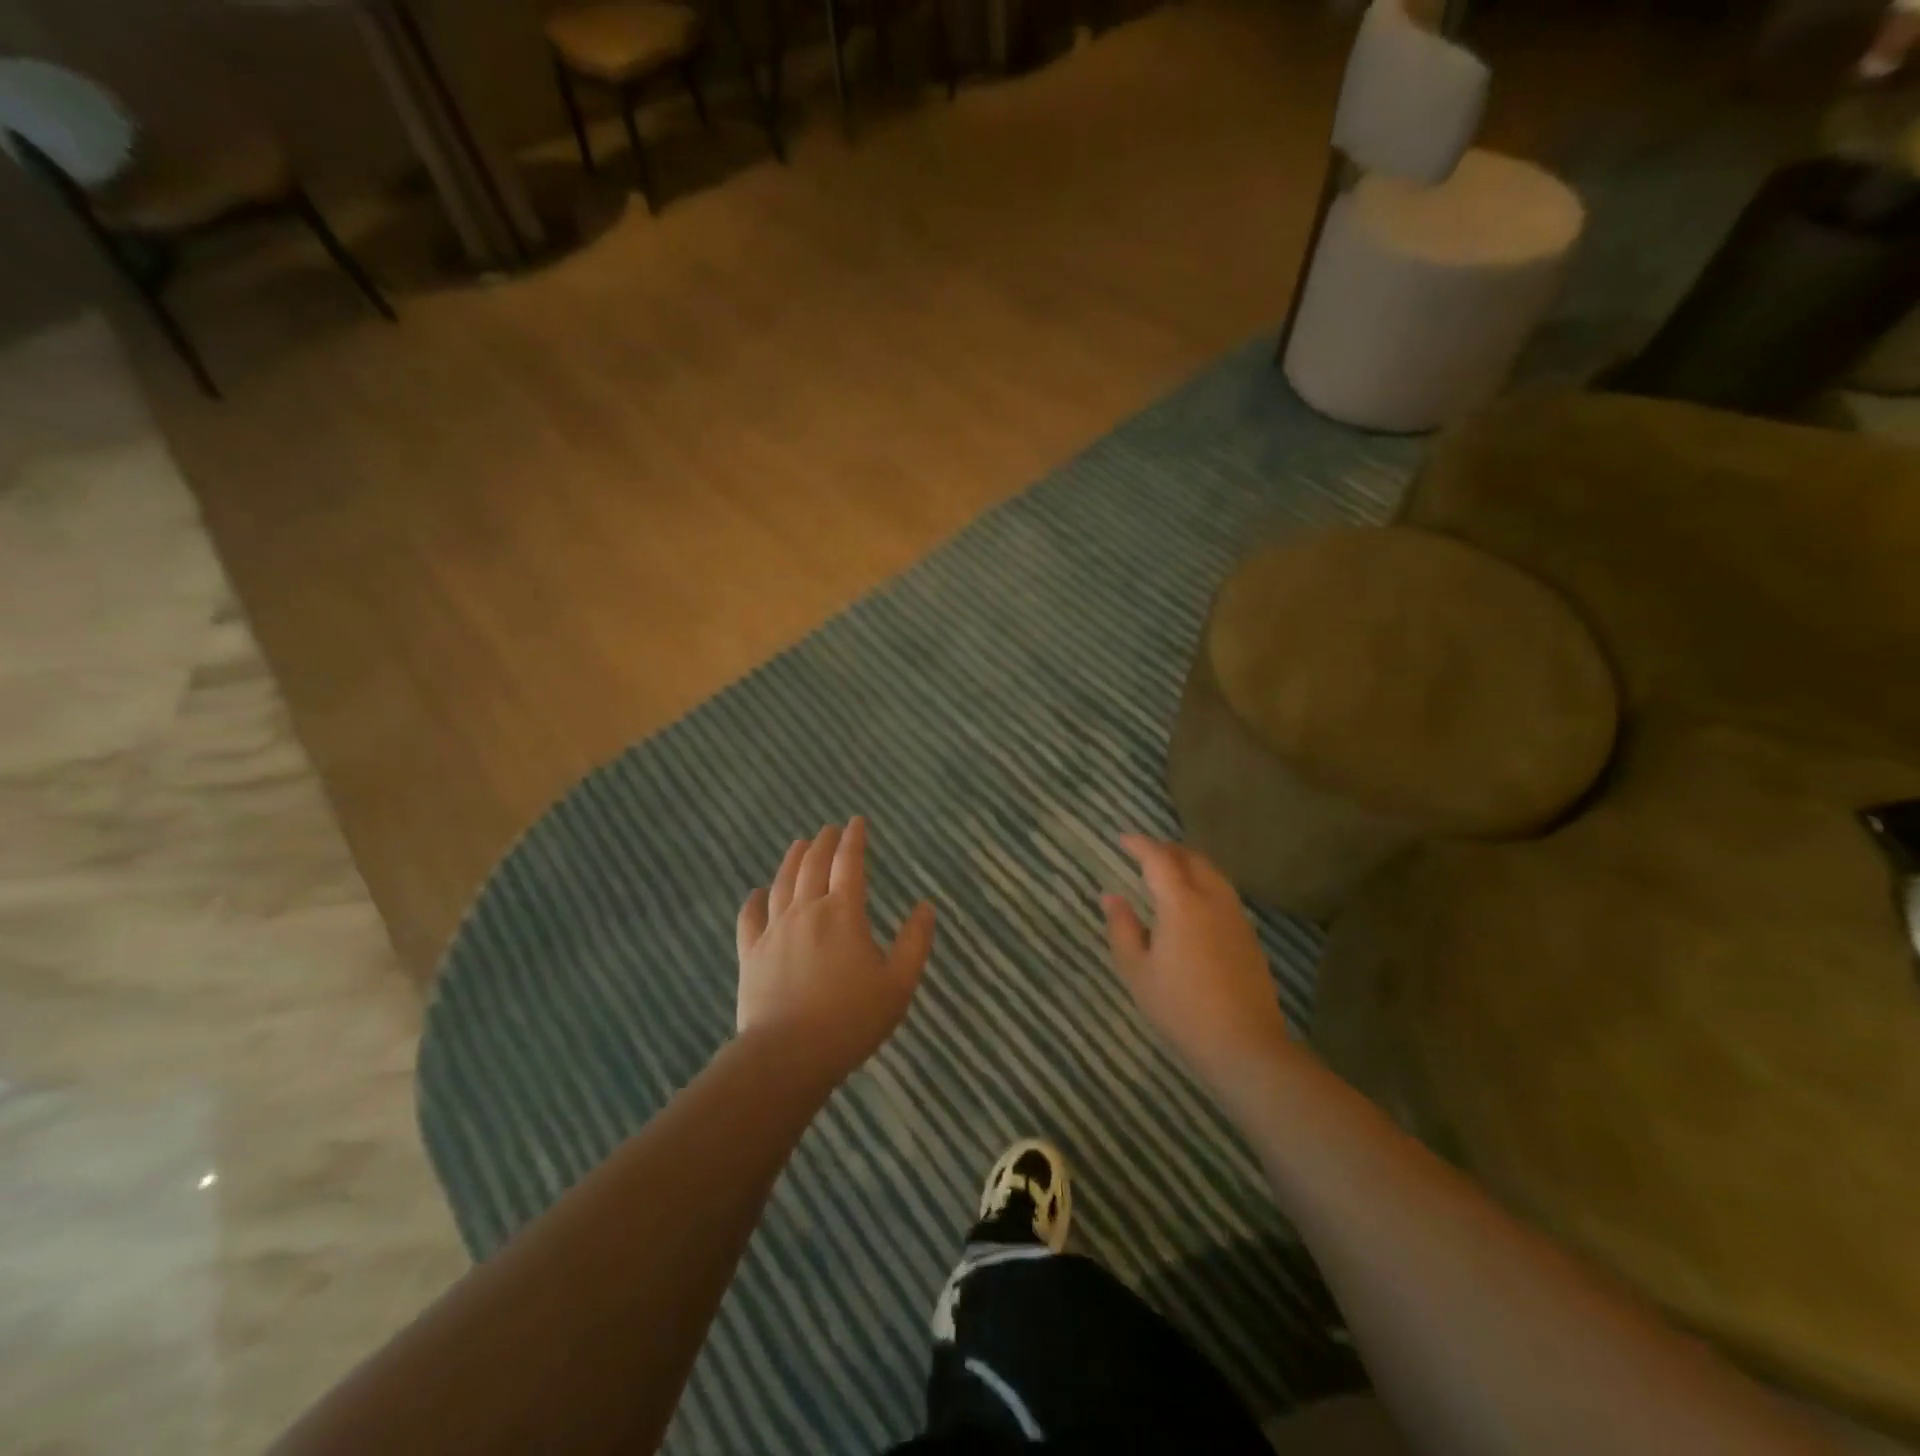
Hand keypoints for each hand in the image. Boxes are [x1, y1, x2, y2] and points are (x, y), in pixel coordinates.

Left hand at [735, 817, 934, 1081]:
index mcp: (843, 914)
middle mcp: (806, 912)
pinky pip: (750, 917)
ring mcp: (774, 931)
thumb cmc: (851, 1019)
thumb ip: (915, 943)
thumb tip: (926, 907)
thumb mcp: (898, 984)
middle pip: (813, 865)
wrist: (788, 1055)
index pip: (849, 864)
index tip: (857, 821)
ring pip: (782, 883)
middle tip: (830, 829)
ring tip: (799, 844)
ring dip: (792, 859)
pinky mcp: (752, 954)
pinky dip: (755, 899)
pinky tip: (758, 892)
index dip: (854, 839)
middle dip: (824, 843)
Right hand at [1101, 835, 1294, 1090]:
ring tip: (1168, 874)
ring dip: (1189, 865)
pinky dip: (1204, 884)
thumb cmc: (1180, 1008)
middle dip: (1167, 849)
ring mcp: (1236, 917)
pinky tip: (1193, 905)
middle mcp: (1212, 900)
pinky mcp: (1249, 937)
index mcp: (1181, 903)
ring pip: (1212, 874)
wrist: (1244, 1044)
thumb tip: (1111, 897)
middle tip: (1144, 853)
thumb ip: (1122, 928)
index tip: (1123, 839)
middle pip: (1192, 859)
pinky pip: (1223, 894)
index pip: (1159, 859)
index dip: (1140, 845)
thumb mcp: (1137, 971)